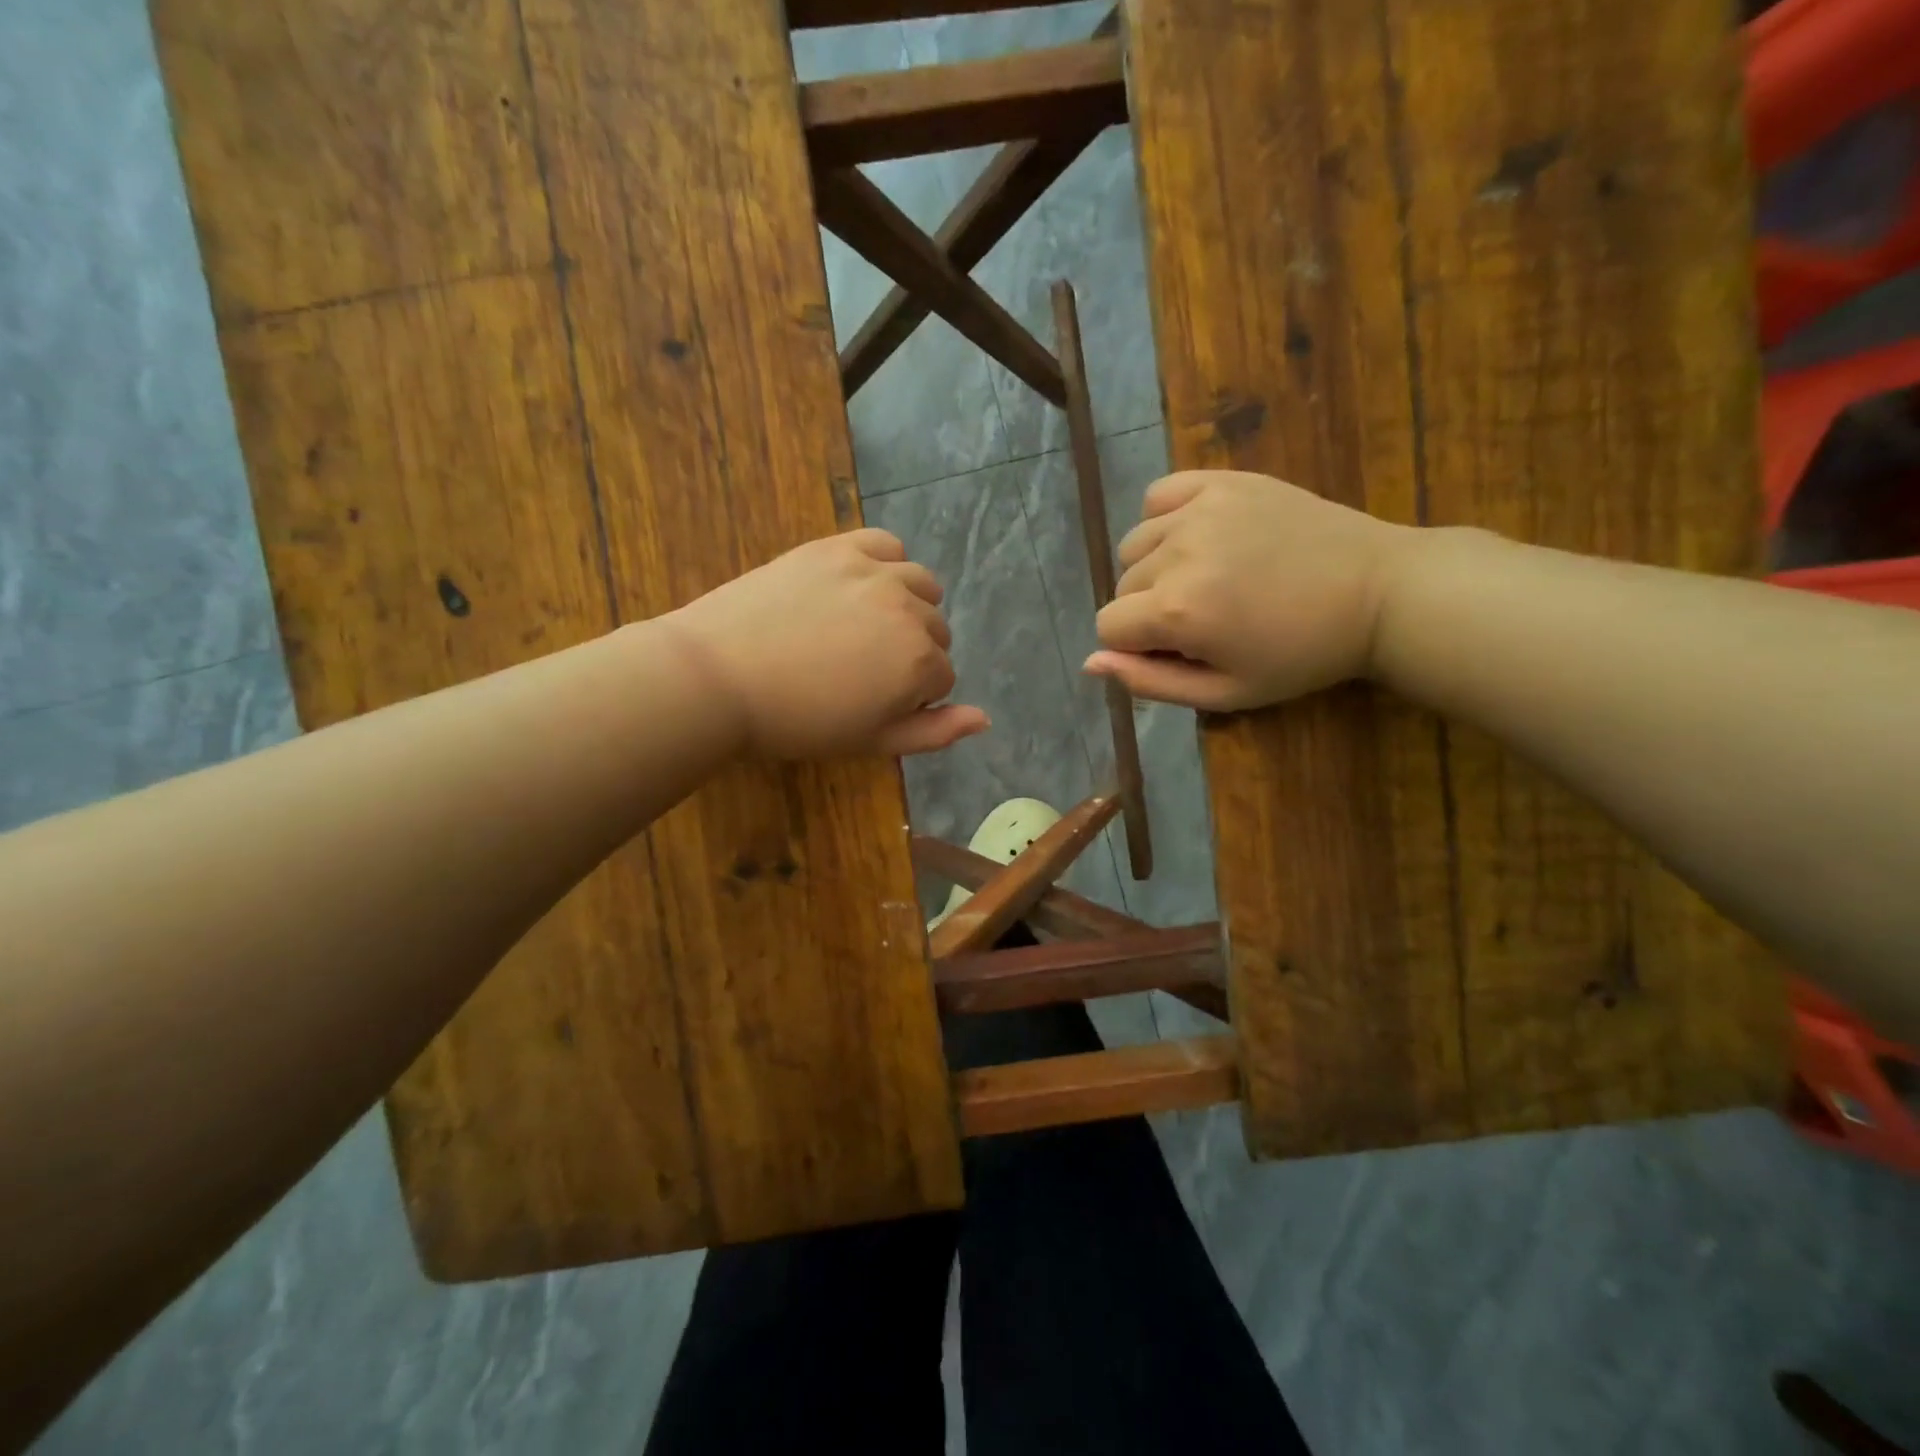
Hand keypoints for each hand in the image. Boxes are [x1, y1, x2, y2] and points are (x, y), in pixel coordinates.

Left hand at [661, 529, 988, 758]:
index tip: (872, 703)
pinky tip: (864, 584)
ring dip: (908, 607)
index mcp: (919, 662)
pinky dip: (887, 563)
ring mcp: (875, 572)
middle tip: (862, 670)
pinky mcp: (838, 547)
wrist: (719, 676)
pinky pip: (887, 544)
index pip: (943, 677)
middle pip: (936, 631)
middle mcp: (909, 610)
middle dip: (912, 653)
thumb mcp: (871, 742)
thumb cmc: (797, 721)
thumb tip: (985, 718)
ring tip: (865, 627)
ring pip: (921, 585)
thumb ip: (934, 733)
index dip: (912, 696)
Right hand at [1084, 471, 1416, 710]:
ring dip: (1155, 567)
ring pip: (1135, 543)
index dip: (1136, 646)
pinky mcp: (1223, 481)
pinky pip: (1160, 495)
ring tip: (1205, 577)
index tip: (1179, 649)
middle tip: (1204, 618)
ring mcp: (1199, 509)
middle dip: (1148, 609)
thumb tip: (1090, 662)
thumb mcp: (1225, 692)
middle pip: (1122, 585)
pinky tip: (1196, 536)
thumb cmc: (1301, 655)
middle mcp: (1176, 552)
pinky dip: (1165, 519)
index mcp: (1176, 609)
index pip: (1108, 626)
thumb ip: (1150, 682)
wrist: (1379, 592)